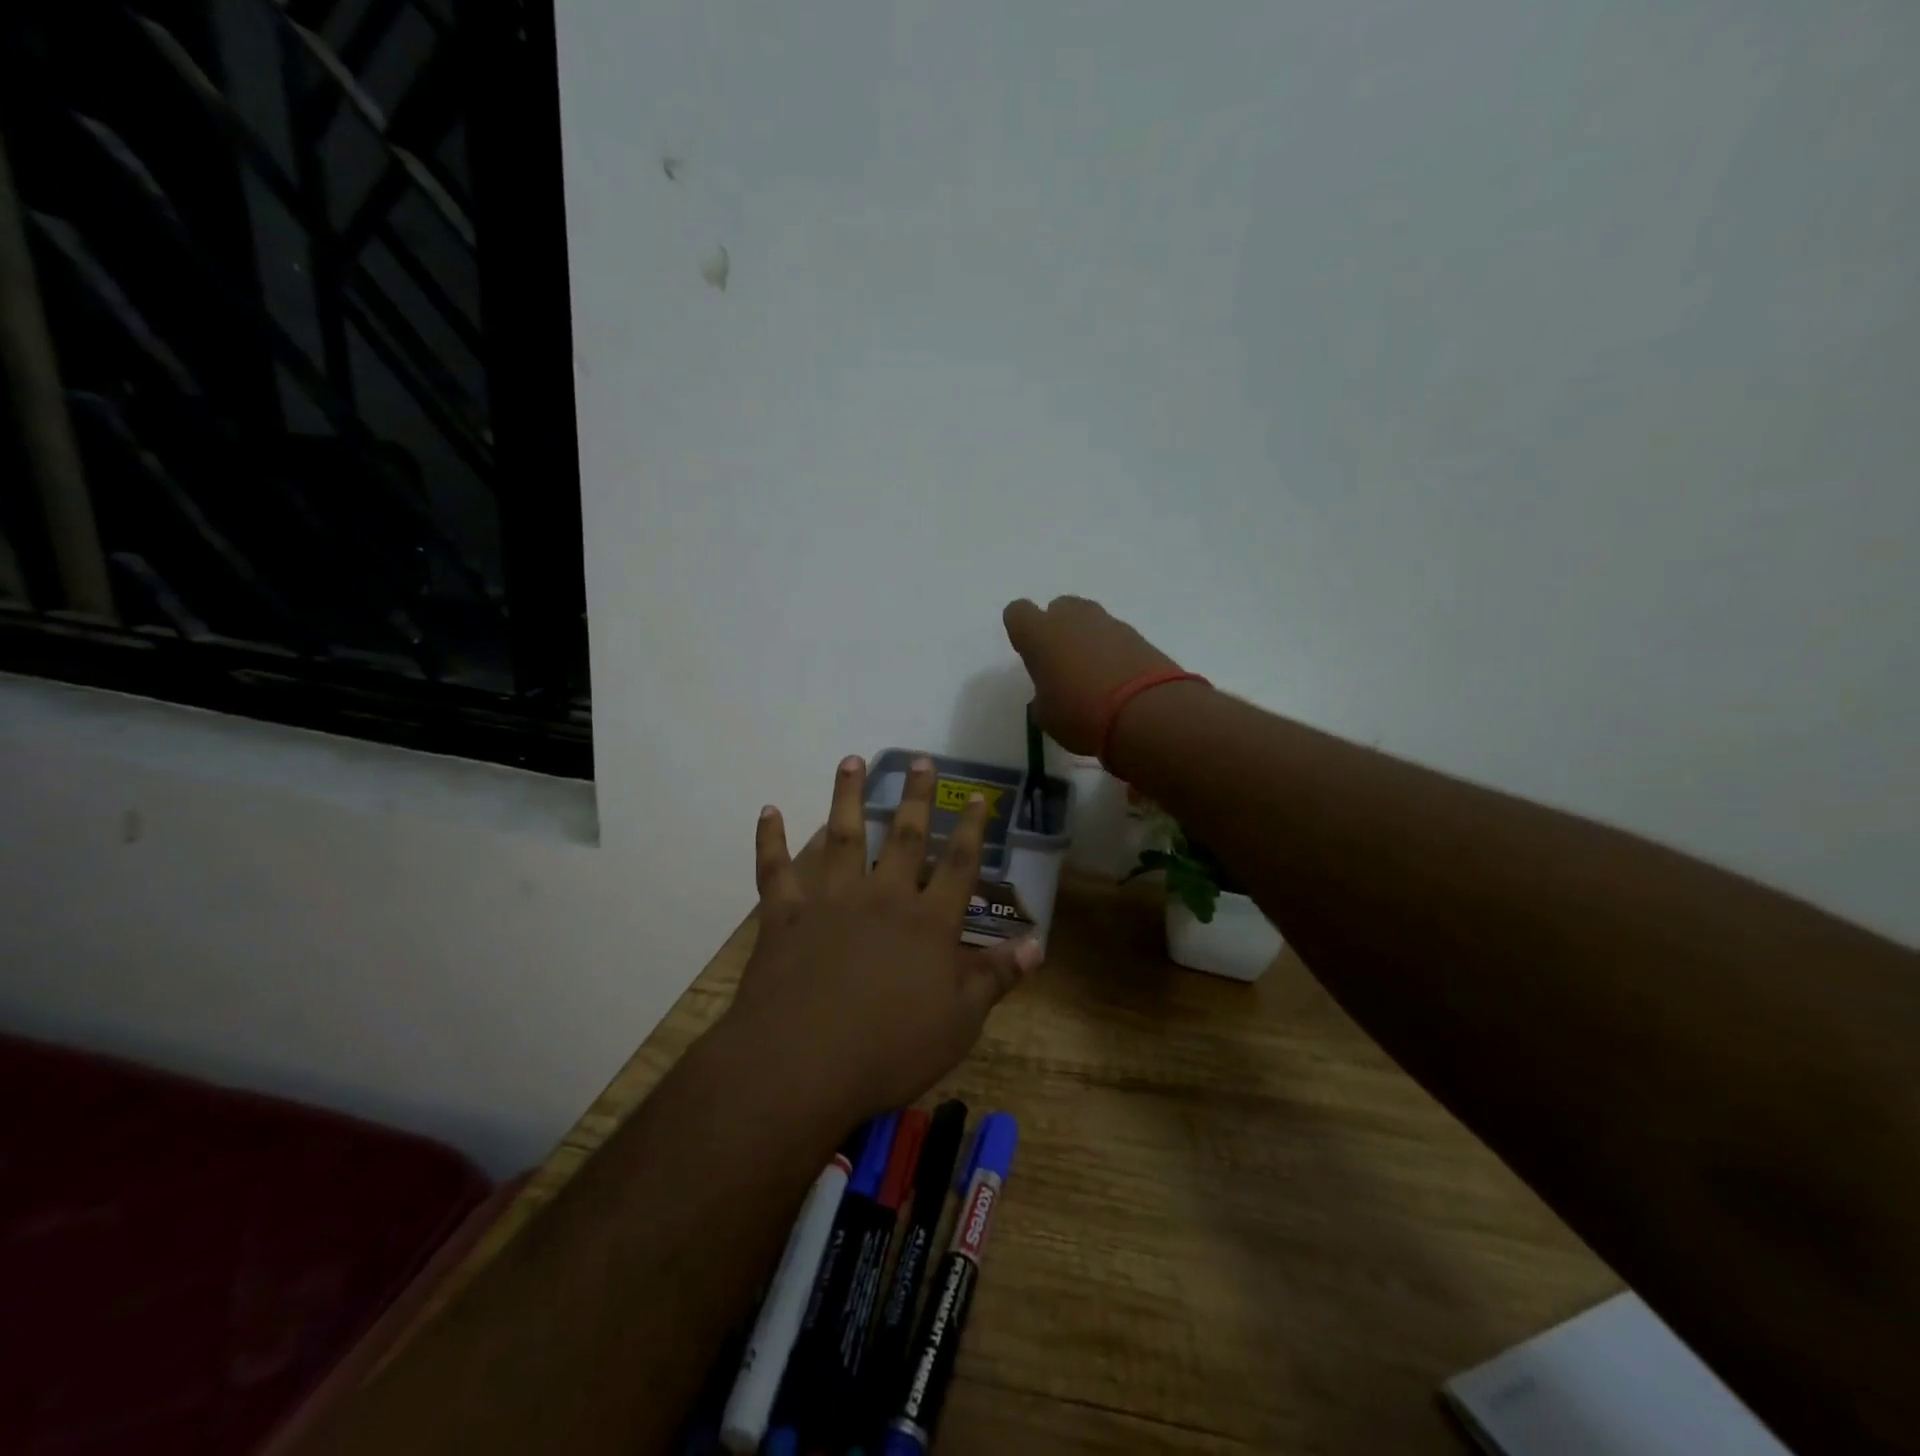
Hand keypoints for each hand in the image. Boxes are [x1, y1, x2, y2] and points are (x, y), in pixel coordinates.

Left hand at [727, 755, 1042, 1123]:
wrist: (803, 1064)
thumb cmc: (890, 1049)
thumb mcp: (959, 1022)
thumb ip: (995, 978)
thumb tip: (1036, 945)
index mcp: (928, 922)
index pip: (959, 865)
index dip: (972, 829)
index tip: (977, 795)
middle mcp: (883, 897)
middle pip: (905, 836)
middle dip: (917, 796)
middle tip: (921, 759)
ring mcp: (831, 901)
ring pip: (843, 836)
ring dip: (848, 796)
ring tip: (851, 761)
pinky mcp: (786, 915)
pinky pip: (775, 869)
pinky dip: (770, 839)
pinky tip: (769, 810)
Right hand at [1002, 596, 1182, 756]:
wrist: (1146, 713)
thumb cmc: (1081, 715)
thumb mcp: (1047, 716)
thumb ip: (1043, 696)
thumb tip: (1051, 693)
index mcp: (1039, 633)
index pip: (1017, 613)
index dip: (1021, 632)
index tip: (1029, 655)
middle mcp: (1072, 618)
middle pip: (1058, 609)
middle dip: (1057, 630)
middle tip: (1062, 664)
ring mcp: (1108, 622)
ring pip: (1088, 620)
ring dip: (1086, 639)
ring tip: (1092, 675)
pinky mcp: (1137, 634)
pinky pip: (1114, 636)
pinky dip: (1112, 651)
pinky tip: (1117, 680)